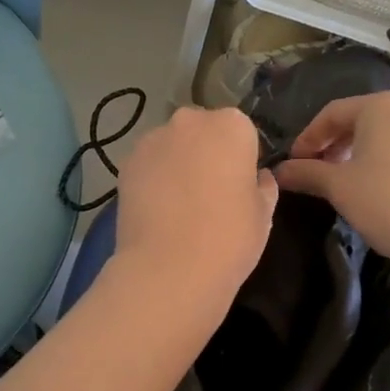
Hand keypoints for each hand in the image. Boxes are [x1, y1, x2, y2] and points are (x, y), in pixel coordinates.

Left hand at [113, 106, 277, 312]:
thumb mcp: (264, 214)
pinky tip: (158, 211)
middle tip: (210, 194)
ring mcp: (152, 140)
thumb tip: (258, 178)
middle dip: (206, 153)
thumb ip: (263, 186)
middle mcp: (190, 121)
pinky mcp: (126, 164)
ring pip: (172, 146)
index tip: (239, 185)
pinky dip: (153, 179)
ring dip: (178, 164)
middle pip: (203, 131)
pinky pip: (148, 165)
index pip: (242, 132)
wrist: (169, 269)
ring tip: (180, 206)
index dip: (241, 158)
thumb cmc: (229, 238)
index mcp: (232, 126)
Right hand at [274, 90, 389, 262]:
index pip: (332, 114)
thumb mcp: (336, 186)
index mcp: (378, 106)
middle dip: (339, 138)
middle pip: (366, 114)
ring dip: (381, 129)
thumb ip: (306, 173)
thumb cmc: (383, 202)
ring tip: (364, 156)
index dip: (309, 137)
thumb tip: (280, 171)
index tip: (294, 163)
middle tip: (321, 168)